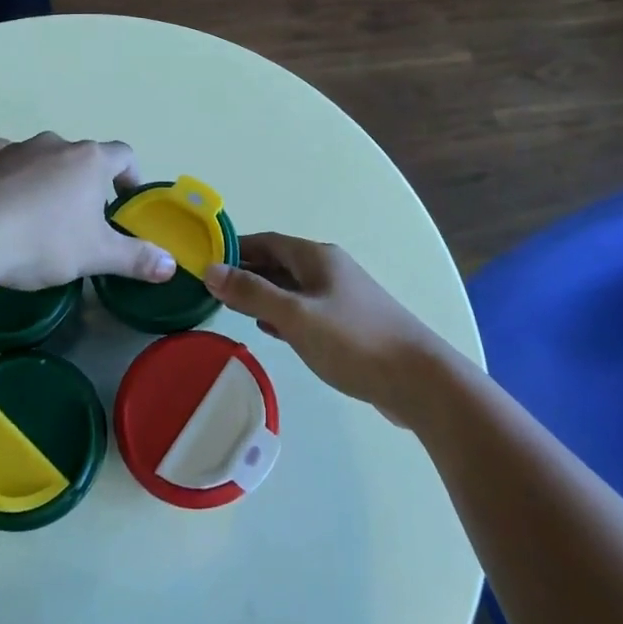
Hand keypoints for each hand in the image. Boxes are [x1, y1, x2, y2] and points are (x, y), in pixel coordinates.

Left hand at [0, 134, 176, 291]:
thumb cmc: (43, 242)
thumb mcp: (95, 256)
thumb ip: (136, 258)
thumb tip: (170, 265)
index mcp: (89, 160)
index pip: (124, 154)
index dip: (131, 175)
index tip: (126, 199)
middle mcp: (55, 144)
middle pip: (82, 157)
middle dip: (87, 183)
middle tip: (83, 219)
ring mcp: (16, 148)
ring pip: (43, 158)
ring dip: (48, 178)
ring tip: (40, 214)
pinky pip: (5, 162)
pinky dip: (10, 176)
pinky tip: (3, 203)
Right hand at [204, 234, 454, 424]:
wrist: (419, 381)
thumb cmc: (353, 341)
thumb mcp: (296, 316)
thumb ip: (252, 293)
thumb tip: (210, 270)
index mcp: (316, 257)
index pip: (265, 242)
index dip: (234, 249)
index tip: (204, 262)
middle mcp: (328, 269)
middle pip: (278, 263)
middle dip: (245, 273)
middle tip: (210, 290)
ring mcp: (340, 297)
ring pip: (290, 288)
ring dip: (262, 294)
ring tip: (231, 309)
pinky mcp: (347, 325)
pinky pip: (304, 310)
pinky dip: (282, 314)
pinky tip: (268, 330)